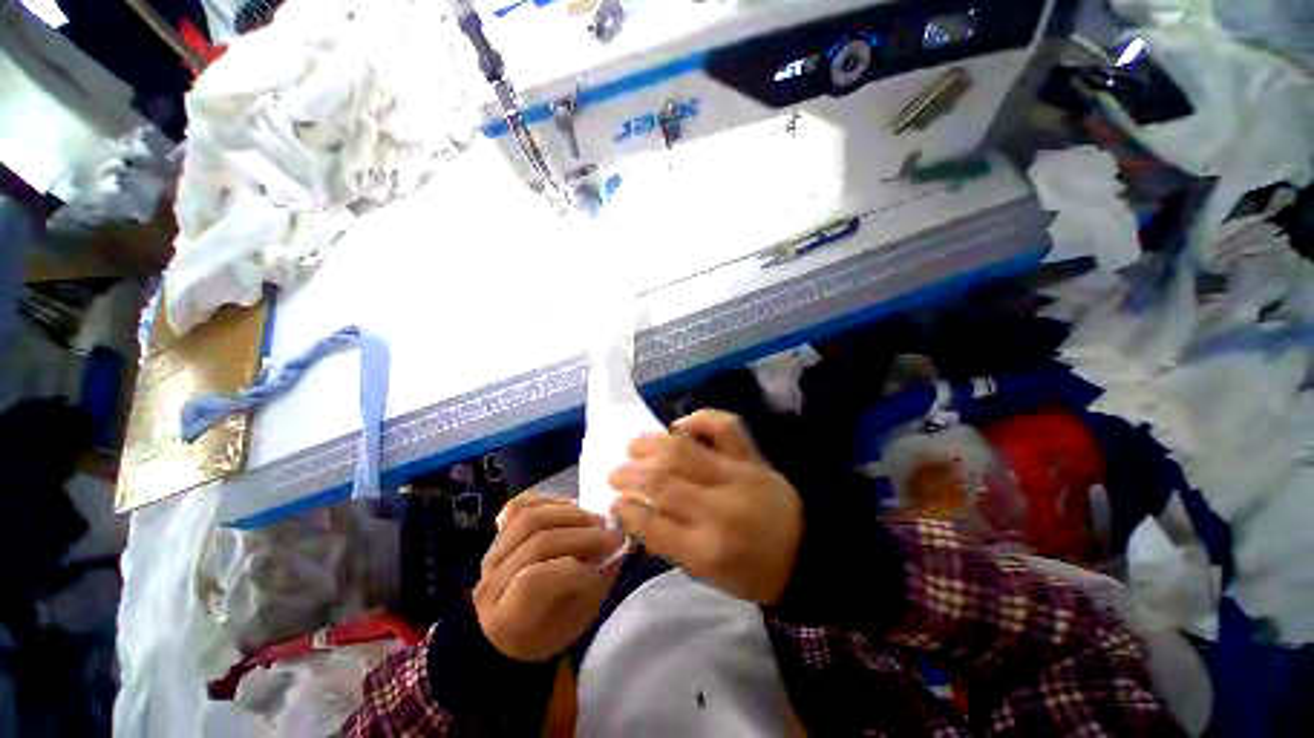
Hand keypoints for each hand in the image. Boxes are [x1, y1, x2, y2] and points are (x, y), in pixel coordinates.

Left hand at [474, 493, 621, 662]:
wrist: (509, 630)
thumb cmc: (547, 631)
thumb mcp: (575, 621)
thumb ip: (596, 584)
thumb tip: (617, 550)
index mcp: (504, 618)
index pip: (532, 580)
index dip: (572, 569)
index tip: (600, 566)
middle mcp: (491, 582)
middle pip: (537, 542)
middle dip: (580, 536)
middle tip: (609, 537)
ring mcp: (492, 553)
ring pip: (530, 517)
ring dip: (570, 514)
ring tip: (594, 521)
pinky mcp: (498, 533)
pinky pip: (519, 505)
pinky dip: (548, 499)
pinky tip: (570, 505)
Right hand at [608, 410, 802, 604]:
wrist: (808, 553)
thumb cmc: (753, 571)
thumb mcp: (708, 573)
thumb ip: (670, 542)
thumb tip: (637, 511)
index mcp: (707, 550)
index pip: (653, 525)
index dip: (627, 510)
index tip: (613, 501)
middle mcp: (719, 509)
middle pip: (663, 483)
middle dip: (631, 475)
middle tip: (615, 472)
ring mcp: (737, 476)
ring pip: (684, 450)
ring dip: (651, 444)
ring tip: (633, 444)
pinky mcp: (752, 458)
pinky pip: (725, 426)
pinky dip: (699, 419)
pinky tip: (680, 425)